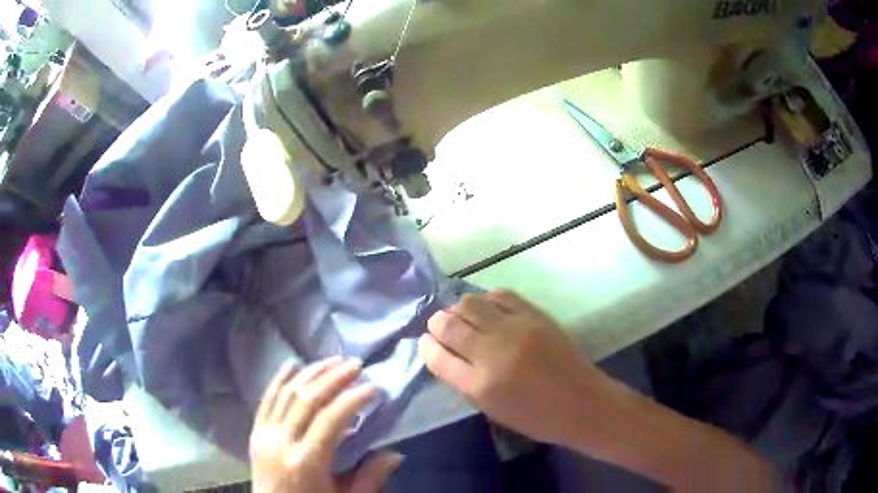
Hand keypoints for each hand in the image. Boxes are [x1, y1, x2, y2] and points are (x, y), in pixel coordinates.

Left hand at [249, 357, 403, 492]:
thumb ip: (369, 477)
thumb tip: (396, 453)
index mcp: (306, 463)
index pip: (330, 421)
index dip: (353, 400)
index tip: (374, 387)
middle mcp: (282, 443)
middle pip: (308, 401)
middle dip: (334, 379)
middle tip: (357, 365)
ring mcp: (264, 434)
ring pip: (287, 394)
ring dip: (311, 373)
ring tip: (334, 360)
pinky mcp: (255, 431)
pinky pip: (266, 399)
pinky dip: (280, 379)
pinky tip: (293, 364)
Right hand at [418, 290, 616, 445]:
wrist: (580, 402)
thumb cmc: (534, 416)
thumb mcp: (491, 408)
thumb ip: (464, 380)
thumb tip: (445, 352)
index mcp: (479, 386)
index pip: (437, 357)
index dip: (426, 346)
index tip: (425, 341)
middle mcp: (493, 354)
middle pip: (449, 325)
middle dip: (437, 323)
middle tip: (440, 325)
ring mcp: (515, 330)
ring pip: (471, 303)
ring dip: (459, 308)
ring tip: (463, 315)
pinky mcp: (534, 315)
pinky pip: (501, 295)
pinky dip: (487, 299)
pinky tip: (488, 307)